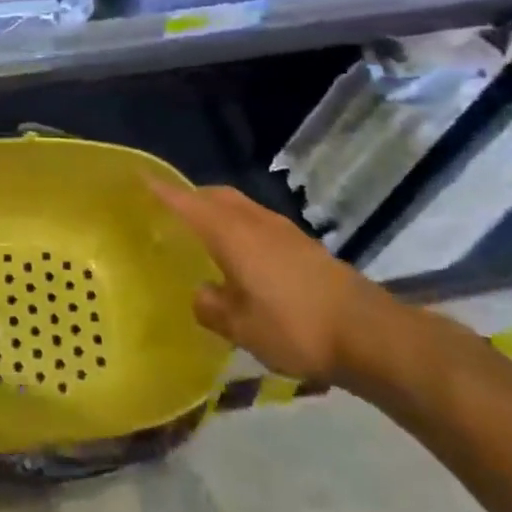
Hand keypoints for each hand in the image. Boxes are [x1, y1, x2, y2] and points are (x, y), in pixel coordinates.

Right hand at [151, 181, 393, 385]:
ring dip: (219, 211)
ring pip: (241, 208)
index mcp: (232, 234)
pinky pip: (259, 223)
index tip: (140, 177)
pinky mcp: (305, 247)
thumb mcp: (242, 328)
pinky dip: (241, 228)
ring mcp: (284, 232)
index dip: (162, 191)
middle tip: (171, 211)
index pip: (187, 203)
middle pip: (217, 196)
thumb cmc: (295, 327)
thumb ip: (213, 308)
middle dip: (192, 197)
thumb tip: (201, 295)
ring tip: (204, 234)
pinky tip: (243, 257)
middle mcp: (255, 223)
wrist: (371, 334)